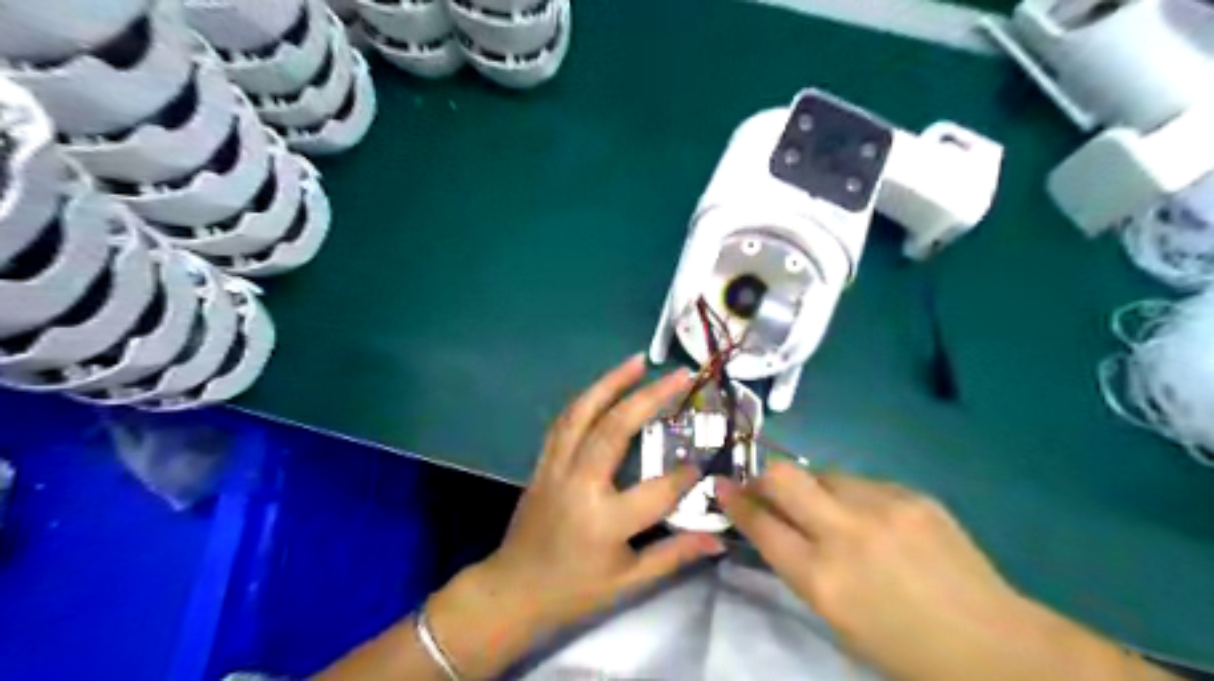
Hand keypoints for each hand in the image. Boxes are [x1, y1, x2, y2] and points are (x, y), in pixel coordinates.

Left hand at [429, 355, 718, 677]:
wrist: (514, 590)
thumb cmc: (574, 590)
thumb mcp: (629, 582)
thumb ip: (675, 554)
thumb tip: (720, 538)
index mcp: (604, 520)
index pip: (657, 490)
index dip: (685, 476)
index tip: (703, 464)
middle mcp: (578, 484)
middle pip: (615, 429)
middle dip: (650, 397)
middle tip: (678, 374)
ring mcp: (555, 468)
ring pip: (582, 413)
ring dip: (610, 382)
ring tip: (638, 361)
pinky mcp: (543, 463)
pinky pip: (564, 422)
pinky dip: (586, 399)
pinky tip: (603, 386)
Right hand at [718, 463, 1138, 680]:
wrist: (995, 645)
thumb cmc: (903, 648)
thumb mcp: (836, 619)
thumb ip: (799, 567)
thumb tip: (774, 526)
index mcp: (822, 580)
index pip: (761, 524)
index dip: (735, 501)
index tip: (721, 485)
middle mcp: (845, 534)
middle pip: (784, 478)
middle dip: (764, 478)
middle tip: (765, 489)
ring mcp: (882, 507)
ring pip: (824, 475)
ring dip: (815, 491)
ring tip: (834, 515)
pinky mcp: (911, 494)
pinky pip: (863, 484)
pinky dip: (854, 498)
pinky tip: (876, 523)